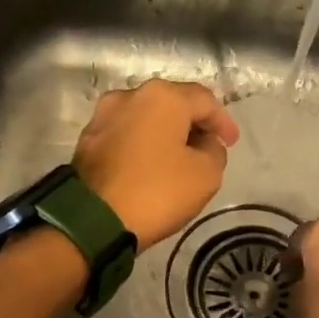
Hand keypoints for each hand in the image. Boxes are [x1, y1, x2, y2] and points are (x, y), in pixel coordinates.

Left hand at [74, 79, 239, 246]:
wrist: (92, 221)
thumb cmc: (156, 192)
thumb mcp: (206, 176)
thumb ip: (214, 152)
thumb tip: (204, 144)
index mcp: (162, 97)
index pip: (205, 101)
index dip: (223, 122)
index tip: (231, 143)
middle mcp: (129, 96)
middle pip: (172, 105)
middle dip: (192, 125)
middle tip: (207, 148)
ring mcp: (102, 117)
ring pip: (145, 120)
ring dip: (165, 135)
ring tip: (177, 159)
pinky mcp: (87, 141)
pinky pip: (125, 137)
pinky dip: (142, 147)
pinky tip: (149, 167)